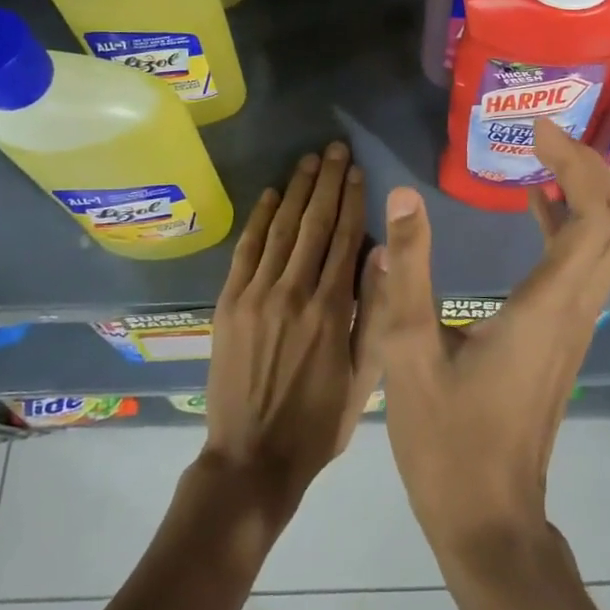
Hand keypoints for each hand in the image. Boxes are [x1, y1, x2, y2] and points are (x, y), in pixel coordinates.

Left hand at [201, 141, 377, 526]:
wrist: (252, 460)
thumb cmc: (319, 423)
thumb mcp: (364, 378)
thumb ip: (373, 314)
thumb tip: (381, 257)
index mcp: (331, 310)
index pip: (345, 239)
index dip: (353, 201)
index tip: (358, 171)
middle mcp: (293, 292)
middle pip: (314, 224)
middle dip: (327, 182)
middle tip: (335, 149)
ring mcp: (256, 295)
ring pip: (281, 229)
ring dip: (296, 191)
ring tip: (308, 161)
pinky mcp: (228, 304)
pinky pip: (246, 251)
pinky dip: (259, 220)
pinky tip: (270, 195)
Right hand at [365, 118, 609, 560]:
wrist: (489, 522)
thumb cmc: (448, 442)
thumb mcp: (409, 352)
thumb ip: (407, 272)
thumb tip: (403, 198)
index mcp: (548, 305)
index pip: (594, 215)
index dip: (576, 163)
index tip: (536, 130)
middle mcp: (577, 309)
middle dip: (590, 167)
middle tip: (543, 135)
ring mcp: (576, 326)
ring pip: (608, 243)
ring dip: (586, 192)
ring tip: (541, 155)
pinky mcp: (565, 338)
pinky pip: (586, 264)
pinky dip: (571, 224)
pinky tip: (534, 208)